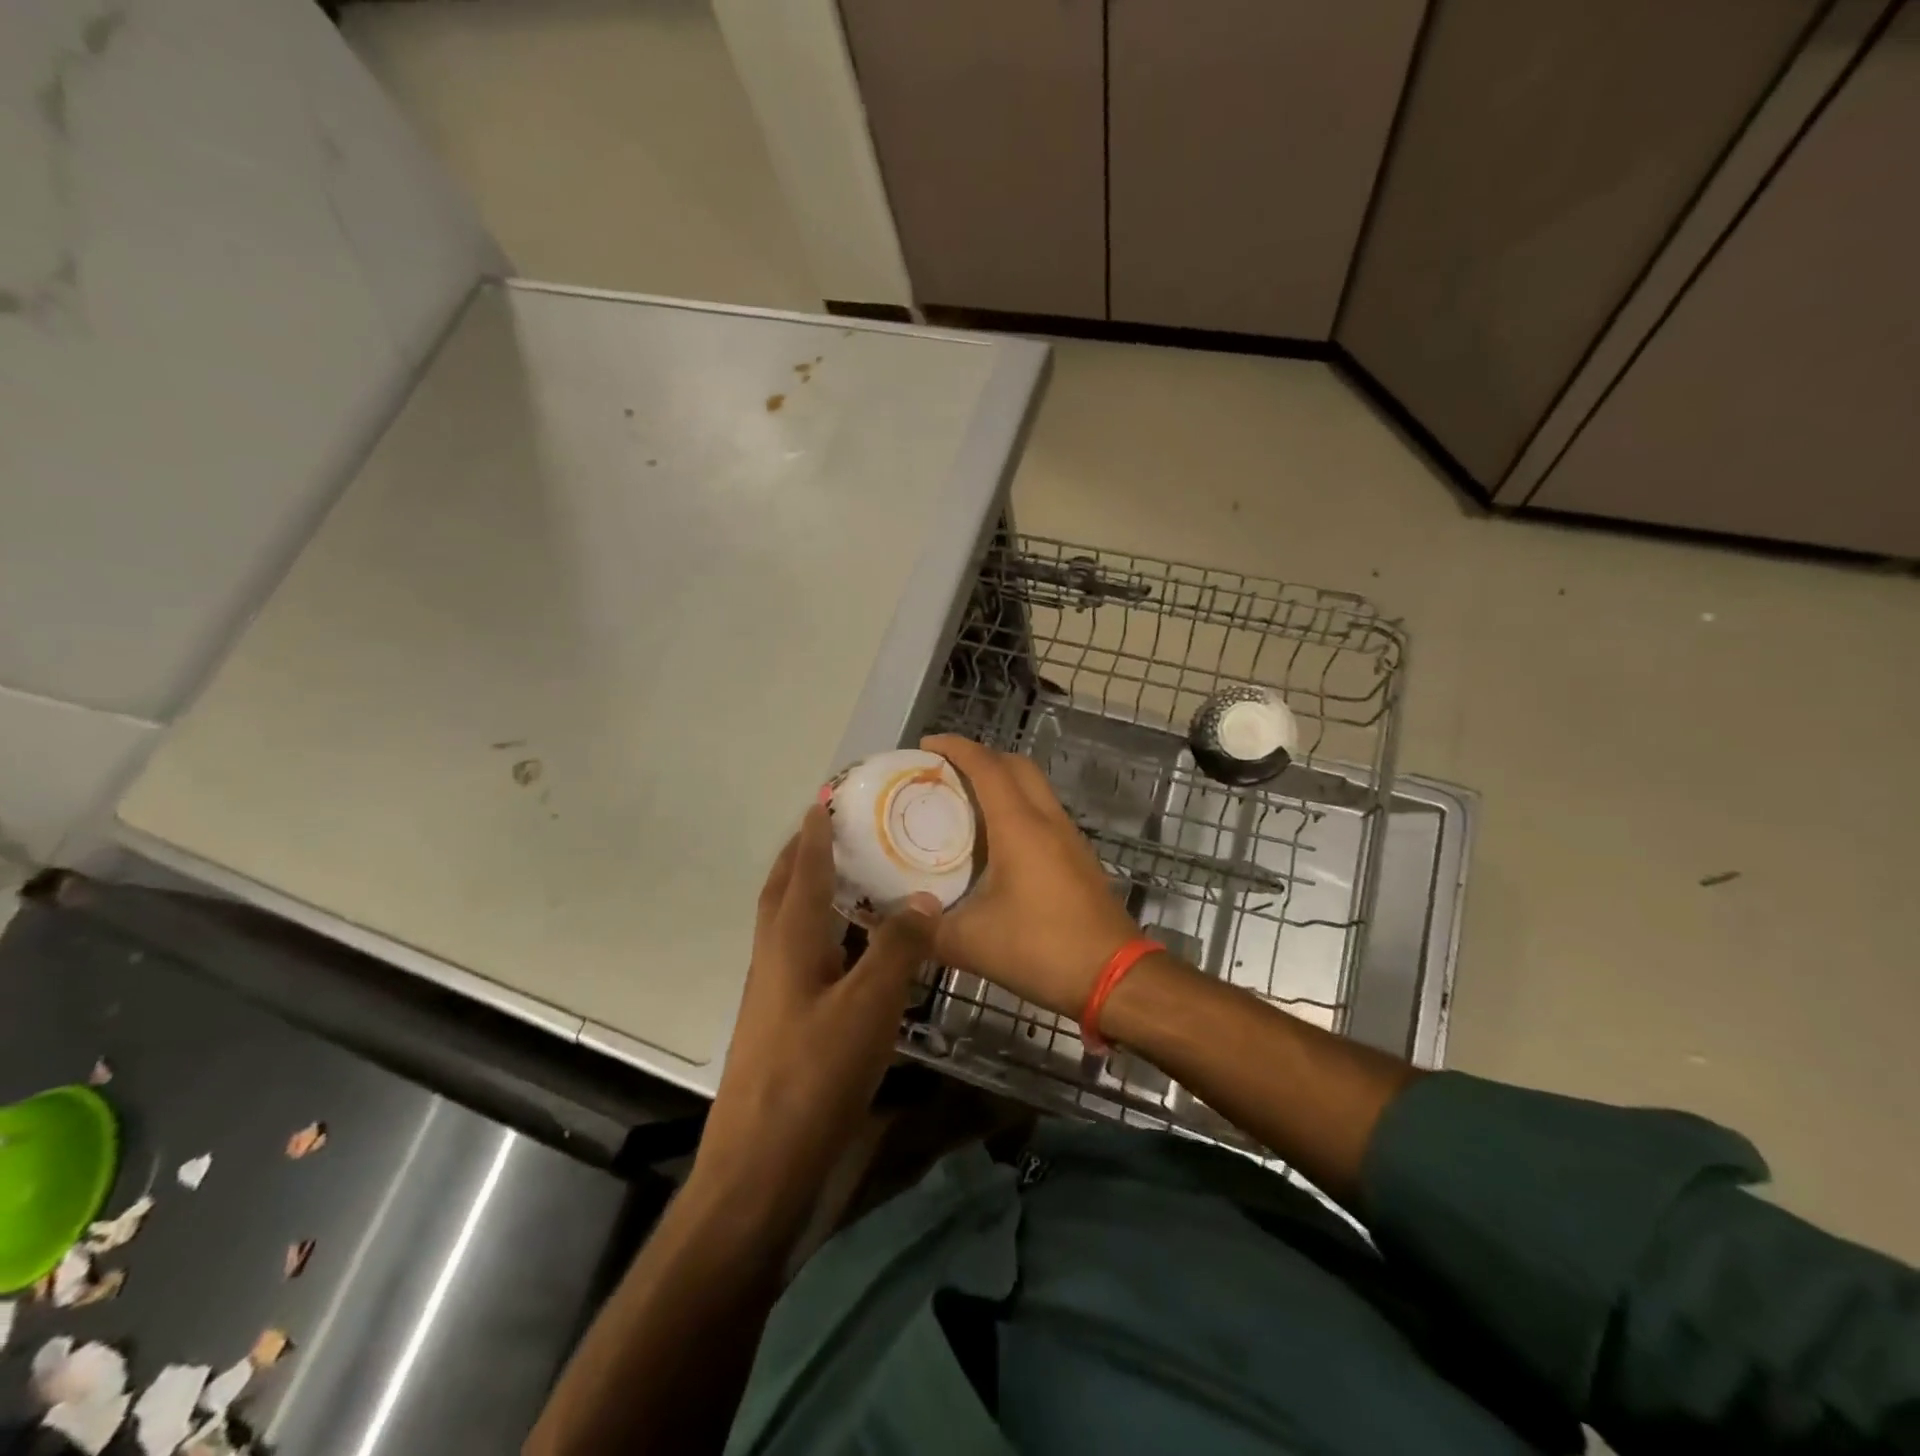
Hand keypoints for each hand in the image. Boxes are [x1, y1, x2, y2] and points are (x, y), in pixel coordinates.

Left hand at [695, 805, 939, 1228]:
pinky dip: (824, 933)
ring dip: (811, 891)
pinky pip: (803, 956)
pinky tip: (853, 950)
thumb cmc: (813, 1077)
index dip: (816, 832)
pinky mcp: (782, 1023)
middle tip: (834, 827)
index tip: (828, 797)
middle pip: (784, 890)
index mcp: (789, 941)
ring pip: (790, 924)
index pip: (804, 869)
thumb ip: (896, 949)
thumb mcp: (867, 1007)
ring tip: (850, 877)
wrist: (759, 1167)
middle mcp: (774, 957)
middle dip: (803, 854)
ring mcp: (774, 992)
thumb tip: (922, 897)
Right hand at [922, 734, 1140, 1018]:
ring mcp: (1069, 837)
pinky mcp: (1078, 858)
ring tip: (964, 802)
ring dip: (1002, 781)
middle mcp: (1047, 820)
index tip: (925, 746)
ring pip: (1034, 788)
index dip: (955, 748)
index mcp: (1019, 826)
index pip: (986, 766)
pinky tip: (996, 842)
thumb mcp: (970, 944)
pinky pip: (1044, 813)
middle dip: (980, 757)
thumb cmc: (1041, 949)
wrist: (1115, 977)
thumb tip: (894, 919)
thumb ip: (926, 930)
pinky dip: (1017, 808)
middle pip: (1016, 765)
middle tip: (944, 772)